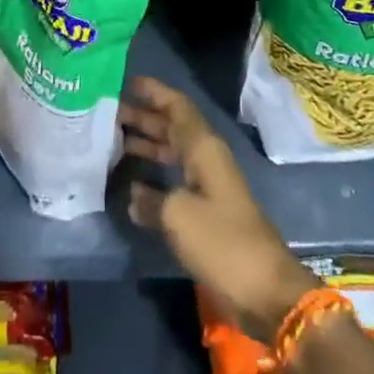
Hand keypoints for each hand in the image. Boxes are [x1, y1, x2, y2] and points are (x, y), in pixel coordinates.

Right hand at [119, 77, 317, 340]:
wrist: (265, 292)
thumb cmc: (223, 242)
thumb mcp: (179, 216)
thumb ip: (151, 199)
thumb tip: (134, 195)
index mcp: (204, 149)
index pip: (178, 107)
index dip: (154, 92)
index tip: (126, 82)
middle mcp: (207, 160)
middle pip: (173, 128)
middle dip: (143, 117)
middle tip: (108, 112)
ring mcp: (208, 187)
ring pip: (173, 153)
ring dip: (146, 144)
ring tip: (111, 139)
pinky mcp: (207, 213)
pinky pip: (175, 179)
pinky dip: (153, 174)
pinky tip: (130, 181)